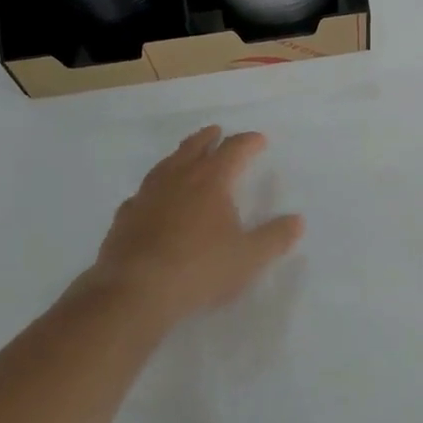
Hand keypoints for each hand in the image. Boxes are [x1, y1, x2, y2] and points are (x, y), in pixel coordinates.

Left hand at [80, 126, 303, 328]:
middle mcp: (178, 178)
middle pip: (195, 147)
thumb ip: (275, 237)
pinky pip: (144, 193)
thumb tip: (297, 220)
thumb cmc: (200, 269)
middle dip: (209, 138)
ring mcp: (147, 195)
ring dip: (180, 156)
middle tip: (217, 132)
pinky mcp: (126, 216)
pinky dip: (155, 189)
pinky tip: (153, 199)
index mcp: (211, 180)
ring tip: (185, 156)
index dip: (248, 142)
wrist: (135, 291)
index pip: (234, 149)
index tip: (259, 140)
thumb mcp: (249, 257)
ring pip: (166, 164)